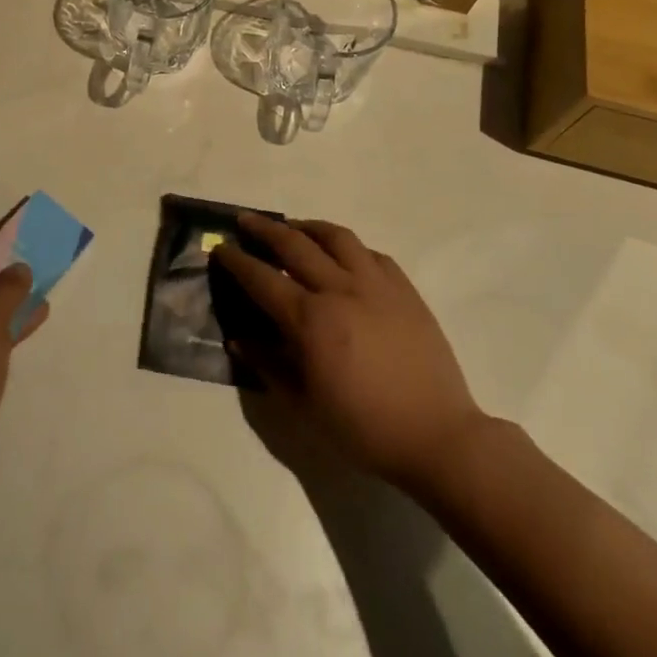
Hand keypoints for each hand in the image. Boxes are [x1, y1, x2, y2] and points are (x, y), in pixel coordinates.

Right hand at [214, 216, 483, 497]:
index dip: (237, 261)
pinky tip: (343, 254)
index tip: (220, 248)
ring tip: (294, 227)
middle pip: (295, 244)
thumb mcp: (305, 405)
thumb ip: (268, 365)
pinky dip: (349, 247)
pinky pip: (372, 254)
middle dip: (265, 229)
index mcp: (310, 320)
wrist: (436, 436)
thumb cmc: (363, 428)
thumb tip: (239, 339)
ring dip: (308, 227)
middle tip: (246, 220)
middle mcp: (340, 290)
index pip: (262, 278)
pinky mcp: (405, 290)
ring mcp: (377, 285)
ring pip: (337, 237)